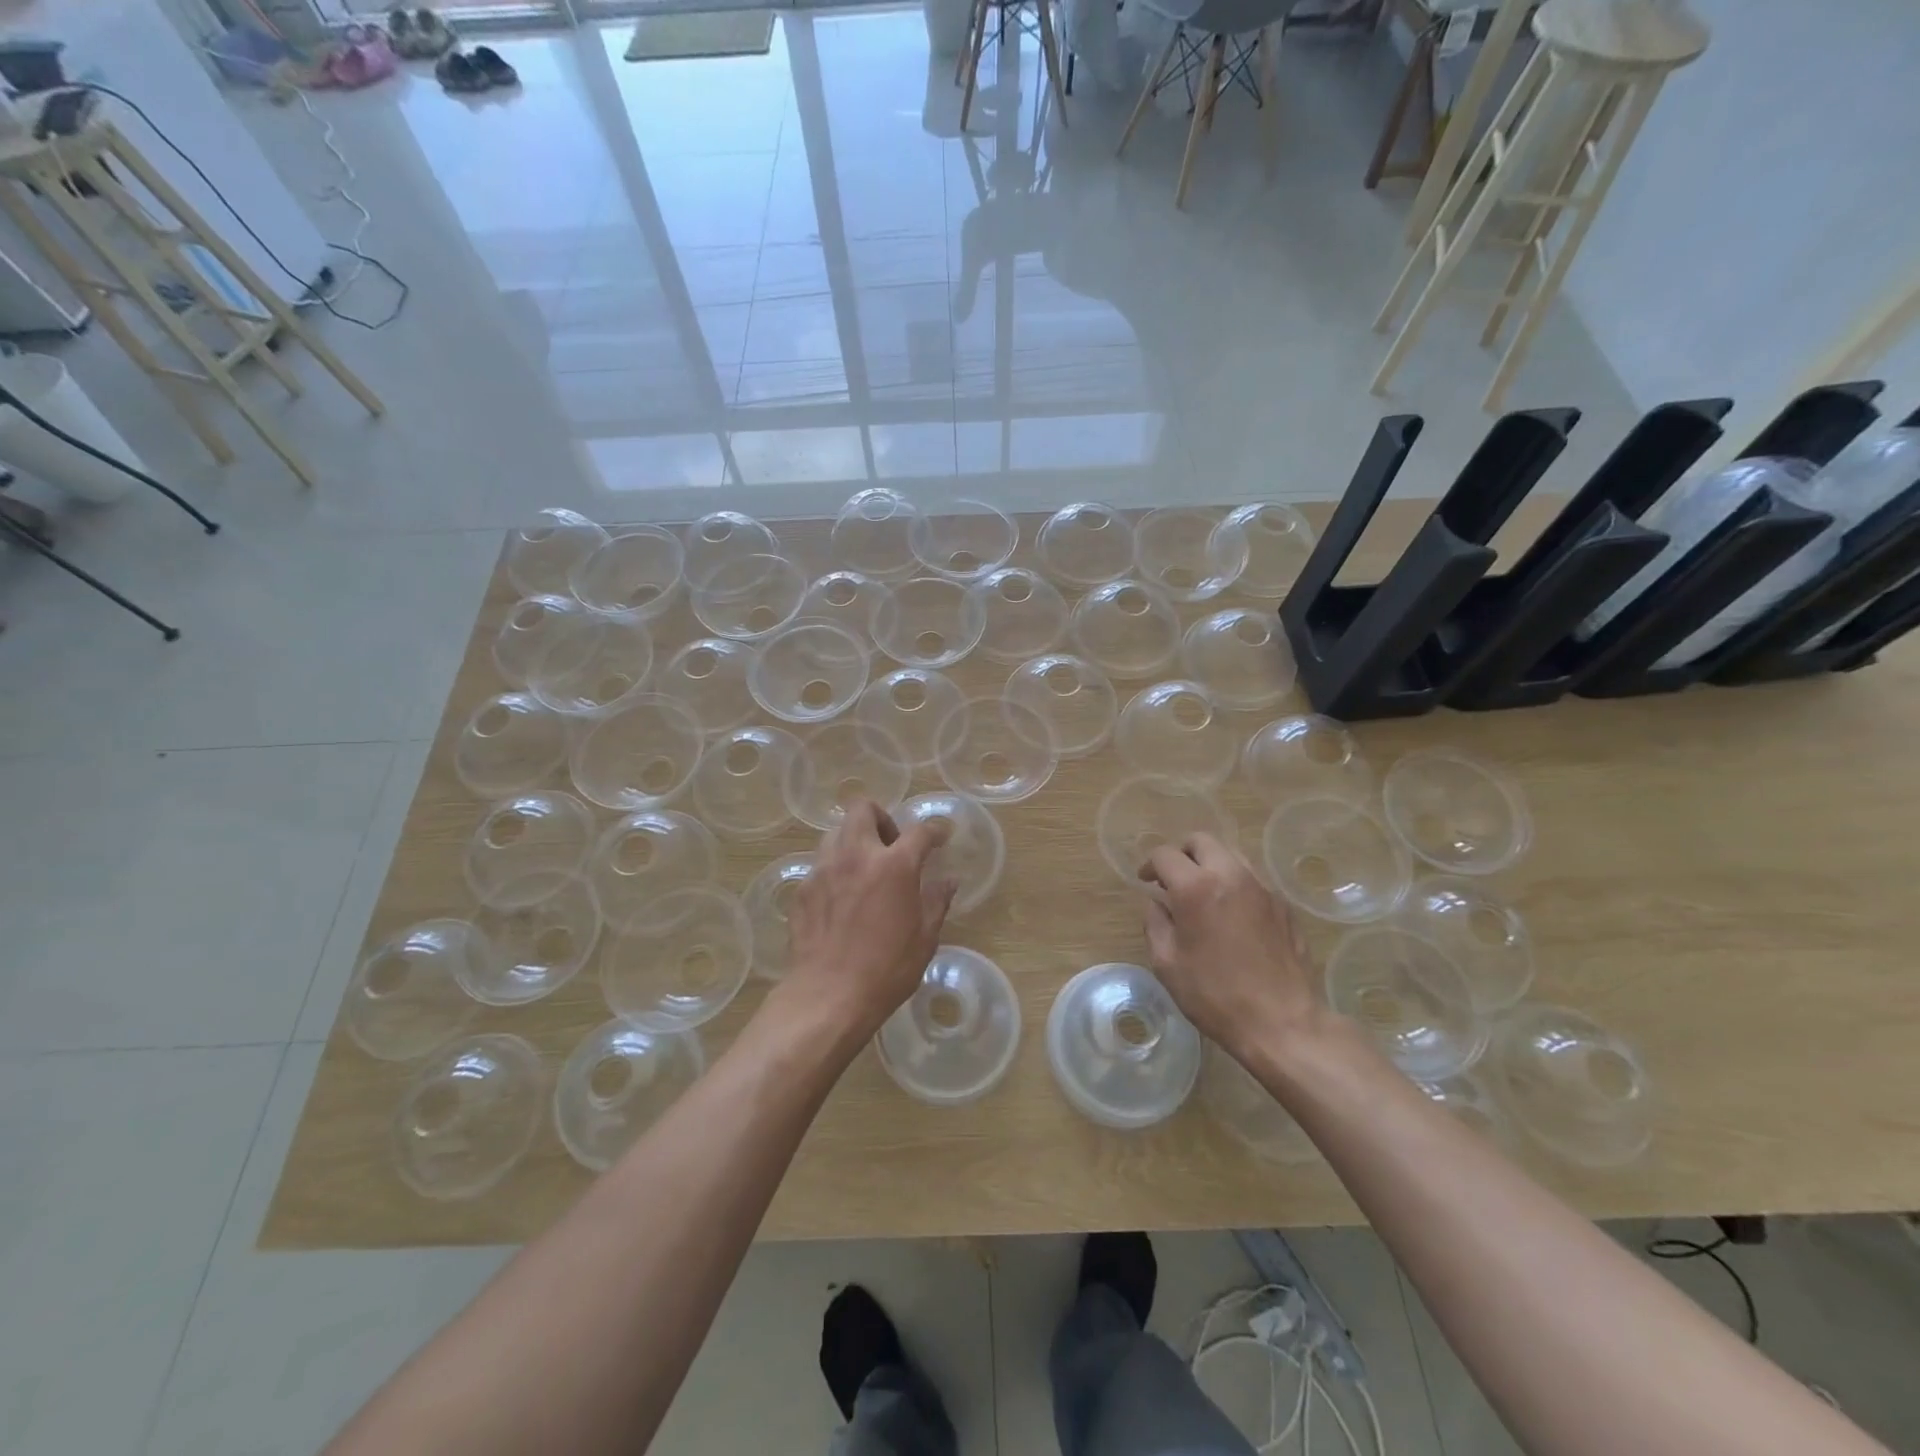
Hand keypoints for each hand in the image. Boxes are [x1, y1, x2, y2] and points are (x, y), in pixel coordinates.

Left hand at [784, 800, 956, 1040]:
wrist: (828, 996)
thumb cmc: (886, 970)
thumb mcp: (924, 938)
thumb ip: (936, 901)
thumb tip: (949, 880)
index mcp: (894, 865)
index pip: (919, 832)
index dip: (934, 831)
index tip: (940, 838)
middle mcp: (856, 855)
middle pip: (864, 809)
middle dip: (881, 818)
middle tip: (891, 844)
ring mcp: (824, 869)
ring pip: (836, 832)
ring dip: (854, 840)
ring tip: (864, 868)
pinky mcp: (802, 889)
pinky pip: (820, 864)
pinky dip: (835, 869)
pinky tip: (842, 897)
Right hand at [1140, 833, 1319, 1059]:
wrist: (1282, 1022)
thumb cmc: (1215, 995)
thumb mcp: (1167, 963)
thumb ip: (1155, 923)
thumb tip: (1158, 903)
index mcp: (1196, 887)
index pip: (1165, 855)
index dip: (1149, 865)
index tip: (1146, 882)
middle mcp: (1230, 875)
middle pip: (1201, 841)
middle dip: (1181, 854)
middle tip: (1173, 880)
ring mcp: (1261, 887)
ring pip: (1230, 854)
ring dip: (1210, 864)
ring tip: (1203, 894)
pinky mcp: (1282, 904)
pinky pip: (1252, 878)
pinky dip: (1234, 884)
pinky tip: (1231, 914)